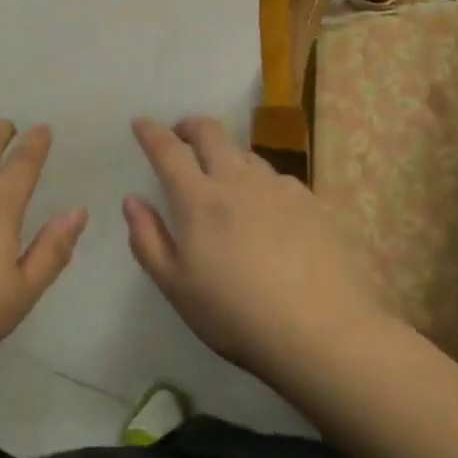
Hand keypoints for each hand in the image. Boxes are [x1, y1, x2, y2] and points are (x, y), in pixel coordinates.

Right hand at [125, 117, 394, 377]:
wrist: (325, 333)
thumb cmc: (237, 315)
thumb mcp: (176, 288)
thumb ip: (148, 240)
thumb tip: (132, 200)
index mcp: (198, 199)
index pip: (168, 150)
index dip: (151, 133)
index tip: (141, 123)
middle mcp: (237, 180)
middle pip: (210, 132)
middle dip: (190, 126)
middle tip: (181, 136)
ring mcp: (278, 187)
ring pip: (245, 153)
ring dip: (226, 155)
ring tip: (224, 177)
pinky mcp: (311, 201)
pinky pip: (277, 178)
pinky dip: (260, 182)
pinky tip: (268, 210)